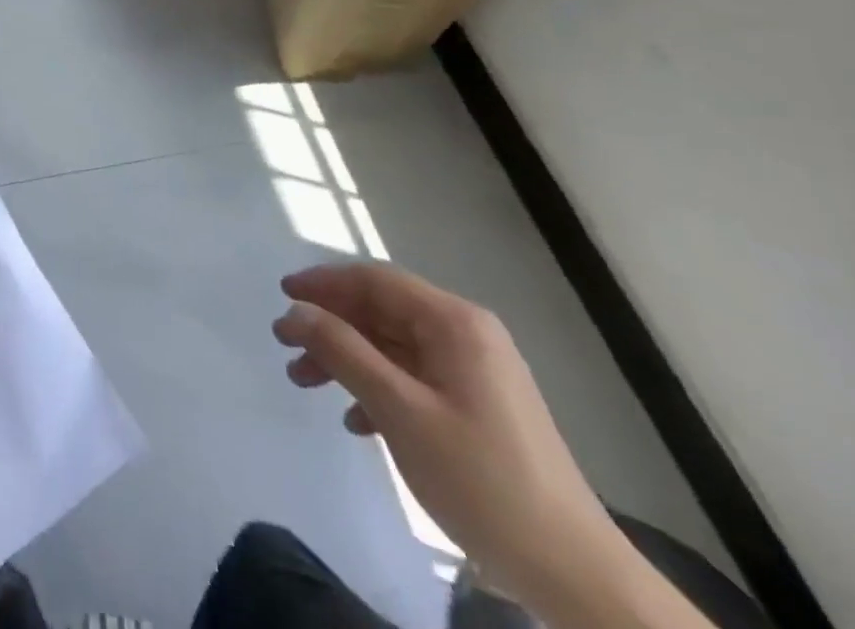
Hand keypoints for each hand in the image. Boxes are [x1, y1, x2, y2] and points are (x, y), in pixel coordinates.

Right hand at [272, 264, 619, 607]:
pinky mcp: (478, 406)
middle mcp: (466, 334)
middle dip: (330, 325)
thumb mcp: (400, 411)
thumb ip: (343, 351)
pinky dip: (378, 388)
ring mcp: (475, 371)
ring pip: (393, 345)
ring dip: (347, 359)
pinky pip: (413, 377)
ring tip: (306, 383)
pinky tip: (357, 422)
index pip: (375, 280)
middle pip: (381, 310)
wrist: (574, 573)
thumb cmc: (481, 479)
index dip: (324, 283)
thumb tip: (295, 310)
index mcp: (454, 323)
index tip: (281, 295)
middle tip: (285, 345)